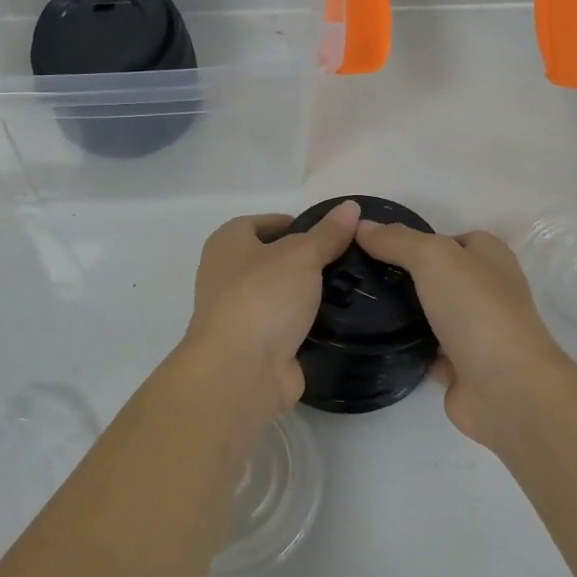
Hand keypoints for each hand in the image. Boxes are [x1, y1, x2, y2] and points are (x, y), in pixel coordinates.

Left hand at [181, 201, 361, 416]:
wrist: (241, 370)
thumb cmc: (263, 296)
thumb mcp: (302, 255)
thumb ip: (327, 233)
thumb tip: (350, 206)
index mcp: (226, 244)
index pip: (257, 223)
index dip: (289, 223)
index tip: (325, 232)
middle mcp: (225, 276)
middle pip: (270, 260)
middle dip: (304, 260)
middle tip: (345, 259)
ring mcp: (239, 314)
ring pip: (279, 296)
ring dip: (306, 294)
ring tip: (350, 288)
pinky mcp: (255, 346)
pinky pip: (285, 327)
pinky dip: (306, 324)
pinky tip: (338, 321)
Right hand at [354, 222, 576, 447]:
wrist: (505, 388)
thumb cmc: (475, 309)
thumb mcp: (433, 257)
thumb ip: (397, 240)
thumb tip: (362, 226)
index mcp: (490, 257)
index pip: (447, 239)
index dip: (414, 240)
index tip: (375, 247)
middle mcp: (487, 290)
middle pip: (437, 276)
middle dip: (403, 277)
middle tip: (359, 277)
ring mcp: (476, 331)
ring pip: (430, 314)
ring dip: (402, 313)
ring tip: (357, 306)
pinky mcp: (462, 367)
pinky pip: (426, 350)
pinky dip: (406, 347)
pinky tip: (373, 341)